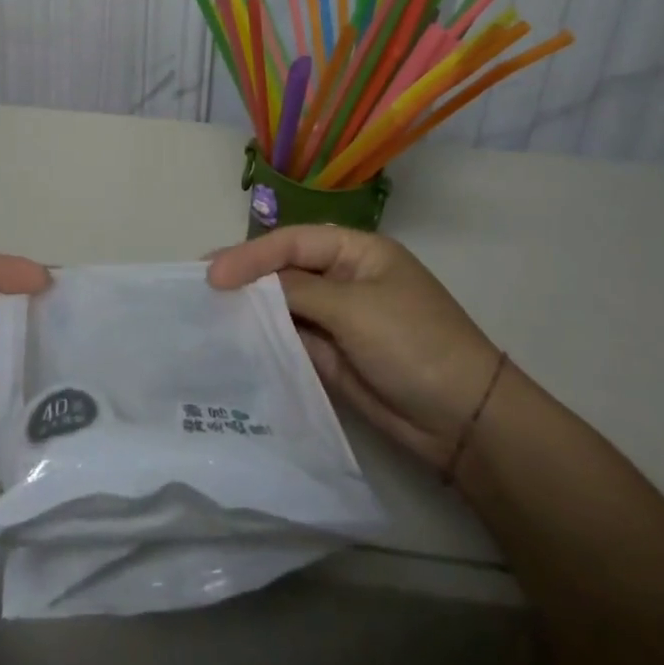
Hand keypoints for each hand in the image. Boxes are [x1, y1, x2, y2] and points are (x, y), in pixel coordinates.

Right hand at [208, 226, 501, 472]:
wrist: (463, 421)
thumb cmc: (413, 343)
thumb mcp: (355, 307)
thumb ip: (298, 290)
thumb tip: (250, 285)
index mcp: (357, 251)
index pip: (292, 243)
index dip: (251, 255)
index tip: (213, 274)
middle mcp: (343, 279)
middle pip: (284, 270)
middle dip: (245, 276)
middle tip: (200, 286)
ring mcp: (337, 319)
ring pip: (284, 306)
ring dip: (252, 309)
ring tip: (207, 312)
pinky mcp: (332, 355)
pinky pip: (291, 340)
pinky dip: (266, 339)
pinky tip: (236, 340)